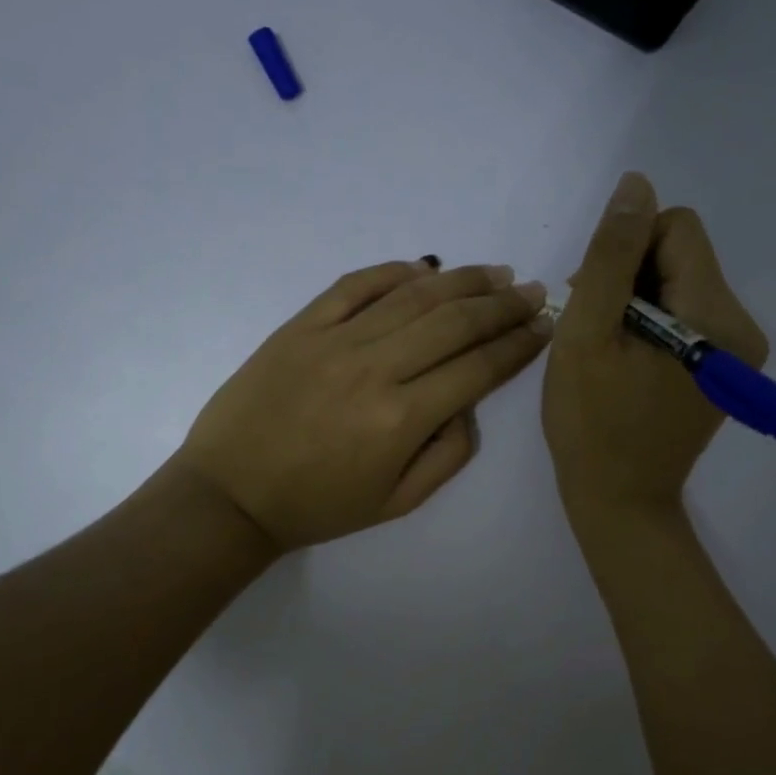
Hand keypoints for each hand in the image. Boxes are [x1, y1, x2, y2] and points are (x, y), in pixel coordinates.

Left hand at [177, 259, 551, 551]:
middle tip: (533, 292)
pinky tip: (425, 268)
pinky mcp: (301, 326)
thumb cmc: (318, 506)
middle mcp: (375, 369)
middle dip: (503, 304)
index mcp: (402, 419)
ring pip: (412, 296)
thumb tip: (469, 405)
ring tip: (495, 273)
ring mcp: (334, 341)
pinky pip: (355, 285)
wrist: (230, 494)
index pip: (477, 368)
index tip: (544, 326)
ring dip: (462, 280)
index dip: (518, 345)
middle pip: (454, 322)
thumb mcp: (397, 503)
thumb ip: (448, 455)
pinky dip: (394, 271)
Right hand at [543, 174, 767, 522]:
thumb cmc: (592, 424)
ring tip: (606, 348)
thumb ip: (612, 256)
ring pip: (681, 282)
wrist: (620, 501)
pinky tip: (626, 359)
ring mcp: (740, 351)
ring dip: (636, 300)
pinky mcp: (727, 368)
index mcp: (716, 317)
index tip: (595, 296)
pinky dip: (650, 323)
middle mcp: (743, 327)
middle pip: (682, 254)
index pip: (677, 228)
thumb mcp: (588, 335)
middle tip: (594, 328)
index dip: (626, 248)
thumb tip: (636, 185)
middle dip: (630, 276)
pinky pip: (686, 313)